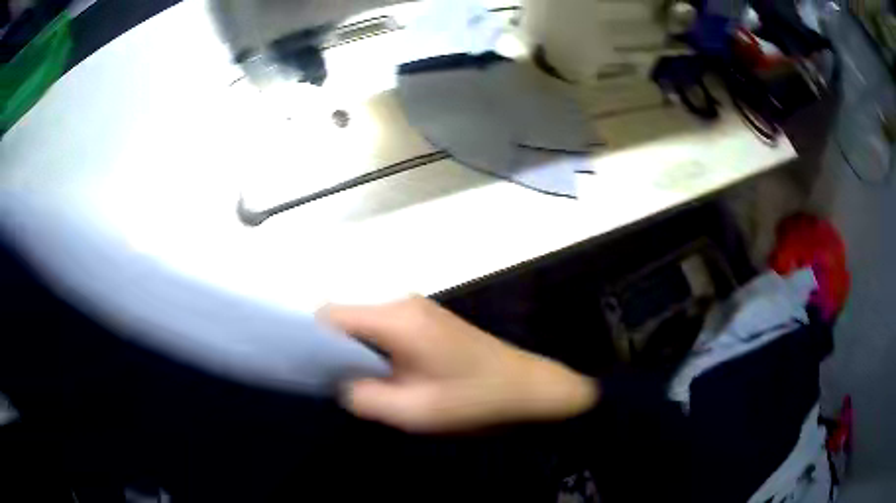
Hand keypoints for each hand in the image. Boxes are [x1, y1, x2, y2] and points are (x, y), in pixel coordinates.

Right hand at [320, 296, 598, 432]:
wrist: (529, 390)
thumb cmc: (474, 401)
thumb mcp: (413, 412)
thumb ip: (362, 397)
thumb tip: (338, 383)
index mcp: (395, 318)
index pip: (330, 315)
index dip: (308, 338)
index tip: (301, 367)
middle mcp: (402, 303)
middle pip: (346, 318)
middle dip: (331, 349)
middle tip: (329, 384)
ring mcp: (417, 310)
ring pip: (364, 325)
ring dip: (354, 353)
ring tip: (356, 385)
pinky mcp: (427, 322)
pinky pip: (384, 331)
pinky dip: (374, 352)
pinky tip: (383, 377)